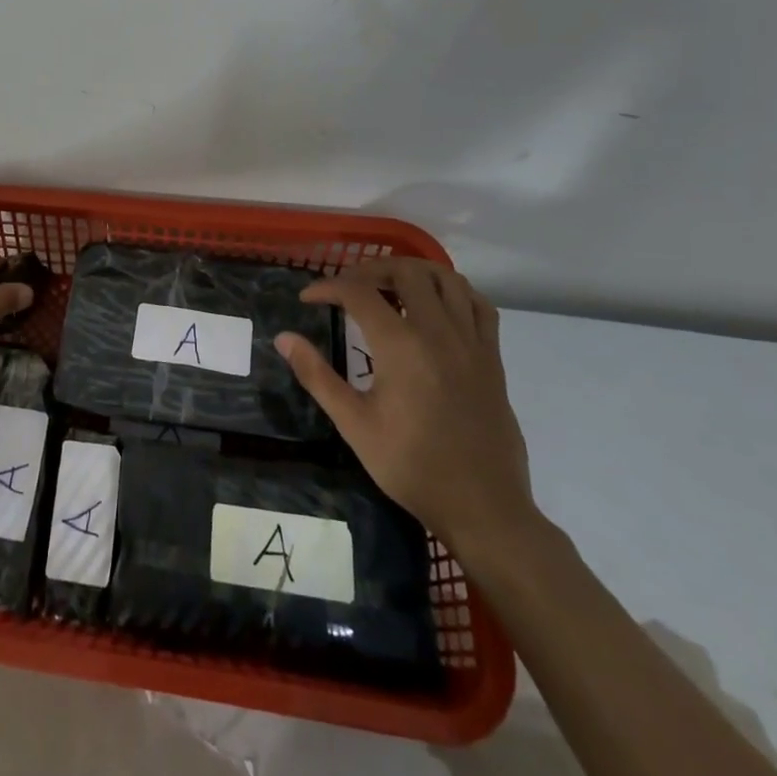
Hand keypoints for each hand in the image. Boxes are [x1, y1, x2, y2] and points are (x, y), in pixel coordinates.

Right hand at [274, 257, 536, 560]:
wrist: (482, 507)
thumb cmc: (411, 466)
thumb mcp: (353, 424)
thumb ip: (317, 375)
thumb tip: (284, 338)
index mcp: (401, 346)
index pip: (359, 292)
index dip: (327, 287)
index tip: (307, 298)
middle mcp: (439, 332)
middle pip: (406, 272)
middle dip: (370, 269)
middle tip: (346, 286)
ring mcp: (472, 342)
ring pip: (447, 279)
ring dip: (413, 272)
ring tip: (389, 287)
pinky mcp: (492, 358)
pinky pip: (479, 305)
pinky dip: (454, 292)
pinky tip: (436, 305)